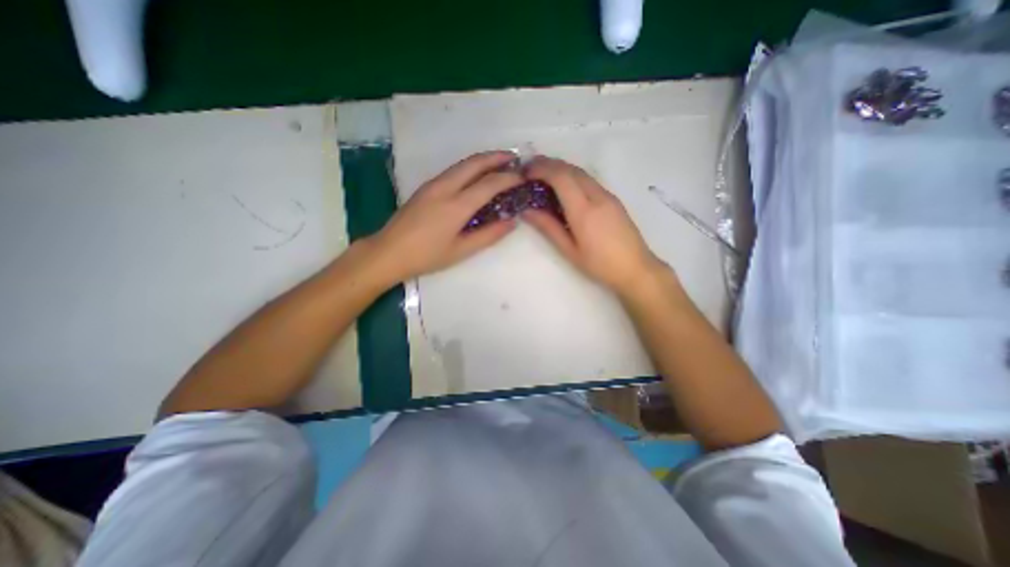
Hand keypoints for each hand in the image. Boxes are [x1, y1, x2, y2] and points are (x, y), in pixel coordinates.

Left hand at [370, 150, 520, 283]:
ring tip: (499, 163)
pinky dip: (470, 168)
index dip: (509, 178)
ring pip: (462, 164)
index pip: (490, 183)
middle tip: (514, 159)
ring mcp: (433, 184)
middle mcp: (445, 187)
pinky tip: (476, 176)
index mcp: (456, 205)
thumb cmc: (427, 256)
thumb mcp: (461, 250)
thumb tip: (512, 222)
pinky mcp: (426, 187)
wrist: (388, 252)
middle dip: (496, 157)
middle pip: (475, 163)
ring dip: (483, 160)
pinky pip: (453, 170)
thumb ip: (489, 235)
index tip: (523, 177)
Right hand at [521, 156, 663, 293]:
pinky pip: (589, 180)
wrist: (635, 268)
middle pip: (571, 169)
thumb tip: (527, 210)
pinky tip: (563, 187)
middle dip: (548, 164)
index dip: (541, 169)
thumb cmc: (599, 264)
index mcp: (584, 210)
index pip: (561, 177)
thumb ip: (548, 227)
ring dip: (560, 168)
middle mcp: (597, 196)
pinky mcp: (612, 199)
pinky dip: (572, 176)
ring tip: (542, 175)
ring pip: (581, 172)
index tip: (525, 172)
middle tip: (529, 170)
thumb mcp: (569, 250)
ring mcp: (607, 195)